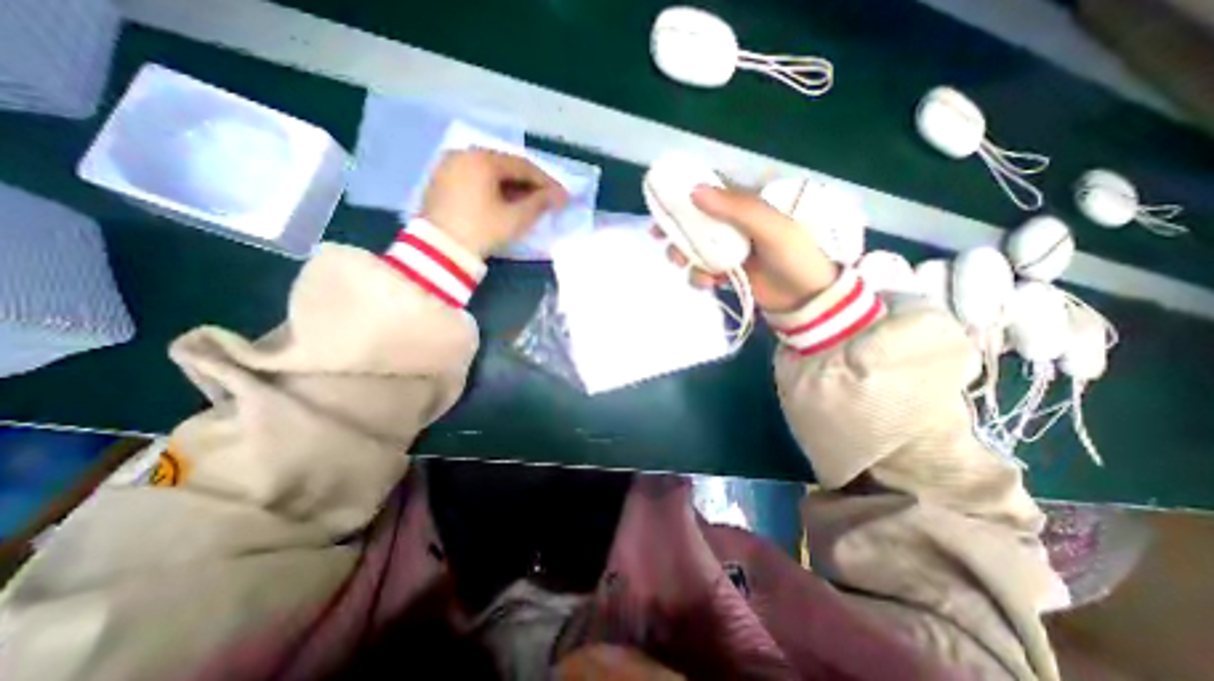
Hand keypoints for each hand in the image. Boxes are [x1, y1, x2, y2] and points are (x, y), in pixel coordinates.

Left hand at [417, 148, 568, 253]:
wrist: (438, 251)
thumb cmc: (481, 231)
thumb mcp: (515, 219)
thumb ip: (540, 204)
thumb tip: (560, 196)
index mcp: (483, 159)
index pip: (523, 165)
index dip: (546, 181)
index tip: (562, 196)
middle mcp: (464, 154)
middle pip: (505, 165)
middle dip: (529, 183)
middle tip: (546, 199)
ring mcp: (449, 165)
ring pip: (489, 171)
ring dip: (512, 185)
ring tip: (528, 203)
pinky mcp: (441, 180)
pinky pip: (474, 178)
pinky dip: (492, 187)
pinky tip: (503, 202)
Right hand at [668, 186, 840, 314]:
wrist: (806, 300)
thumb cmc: (795, 257)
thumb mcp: (771, 227)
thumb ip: (736, 208)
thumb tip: (694, 191)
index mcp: (746, 204)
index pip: (710, 191)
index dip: (684, 194)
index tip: (661, 203)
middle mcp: (733, 224)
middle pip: (696, 221)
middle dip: (676, 230)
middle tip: (659, 238)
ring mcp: (729, 249)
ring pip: (695, 247)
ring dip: (685, 257)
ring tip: (684, 266)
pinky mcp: (726, 272)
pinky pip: (702, 270)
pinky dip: (700, 277)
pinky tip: (709, 284)